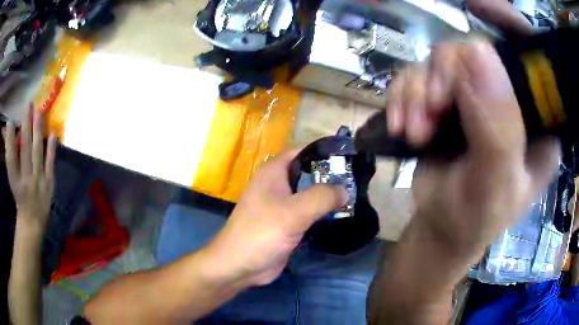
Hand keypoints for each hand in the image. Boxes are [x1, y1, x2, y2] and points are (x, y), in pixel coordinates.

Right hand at [3, 105, 57, 232]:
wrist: (33, 222)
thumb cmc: (20, 198)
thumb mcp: (13, 181)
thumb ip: (12, 159)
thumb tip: (10, 132)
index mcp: (15, 182)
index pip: (10, 159)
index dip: (9, 140)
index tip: (10, 120)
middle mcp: (26, 180)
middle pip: (24, 149)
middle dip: (26, 125)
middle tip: (28, 104)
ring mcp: (38, 182)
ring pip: (37, 152)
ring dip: (38, 131)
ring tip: (39, 111)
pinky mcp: (49, 185)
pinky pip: (50, 164)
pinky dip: (51, 149)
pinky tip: (53, 133)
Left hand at [205, 150, 346, 286]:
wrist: (240, 265)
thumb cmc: (261, 233)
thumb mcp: (293, 212)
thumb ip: (322, 197)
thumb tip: (345, 190)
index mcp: (274, 171)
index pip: (304, 151)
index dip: (326, 153)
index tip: (349, 159)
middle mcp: (277, 183)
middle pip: (309, 172)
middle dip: (331, 176)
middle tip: (356, 180)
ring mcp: (281, 204)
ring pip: (309, 193)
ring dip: (328, 195)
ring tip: (355, 196)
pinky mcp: (286, 222)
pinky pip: (307, 211)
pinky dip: (322, 211)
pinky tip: (340, 214)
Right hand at [387, 42, 558, 260]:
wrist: (442, 230)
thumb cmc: (476, 220)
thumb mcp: (496, 184)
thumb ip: (498, 126)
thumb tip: (477, 50)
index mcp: (538, 120)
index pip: (532, 58)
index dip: (509, 23)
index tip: (478, 7)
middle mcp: (509, 99)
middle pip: (476, 51)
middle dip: (447, 73)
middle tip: (433, 109)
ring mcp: (475, 97)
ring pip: (440, 62)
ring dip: (419, 91)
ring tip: (415, 131)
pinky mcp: (447, 102)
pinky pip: (417, 77)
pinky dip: (403, 97)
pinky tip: (401, 126)